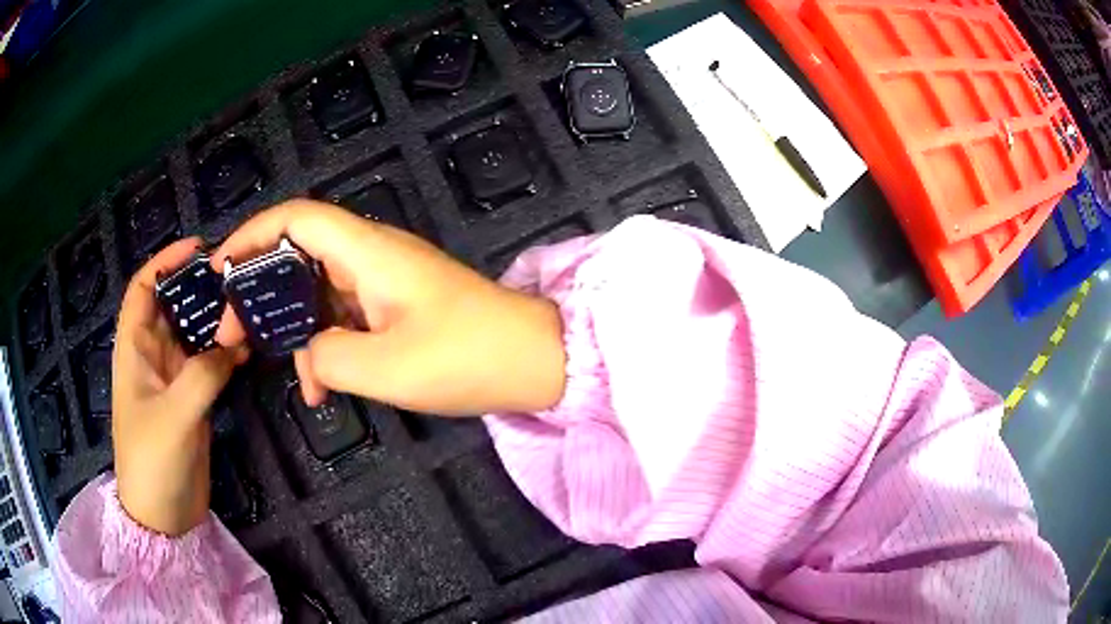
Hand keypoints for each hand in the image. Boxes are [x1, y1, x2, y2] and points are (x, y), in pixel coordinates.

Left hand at [113, 239, 246, 535]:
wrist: (163, 515)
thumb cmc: (152, 461)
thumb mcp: (173, 415)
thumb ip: (203, 375)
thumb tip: (234, 342)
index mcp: (134, 350)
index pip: (142, 289)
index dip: (164, 262)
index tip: (197, 248)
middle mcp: (152, 357)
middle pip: (171, 306)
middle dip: (196, 287)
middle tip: (234, 275)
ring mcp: (173, 379)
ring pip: (193, 335)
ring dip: (214, 321)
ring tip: (246, 305)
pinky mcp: (191, 401)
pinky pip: (208, 365)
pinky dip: (225, 354)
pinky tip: (247, 348)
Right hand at [212, 199, 565, 415]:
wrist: (534, 361)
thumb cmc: (466, 358)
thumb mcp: (385, 368)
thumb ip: (328, 357)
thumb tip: (309, 354)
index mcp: (367, 252)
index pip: (296, 218)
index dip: (250, 234)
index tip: (218, 269)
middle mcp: (371, 255)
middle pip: (297, 254)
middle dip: (259, 290)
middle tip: (231, 333)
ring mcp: (384, 280)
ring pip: (317, 291)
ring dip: (293, 328)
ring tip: (277, 371)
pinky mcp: (395, 305)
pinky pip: (344, 316)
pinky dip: (325, 345)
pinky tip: (320, 388)